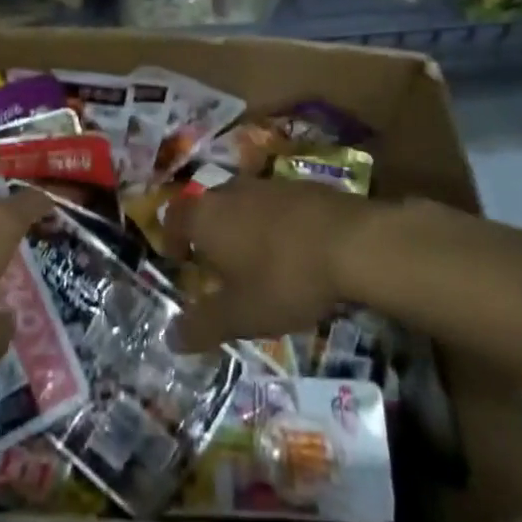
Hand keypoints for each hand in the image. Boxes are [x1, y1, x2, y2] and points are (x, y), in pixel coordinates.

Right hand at [162, 178, 378, 352]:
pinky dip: (273, 223)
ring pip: (242, 203)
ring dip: (242, 227)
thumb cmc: (284, 278)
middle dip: (208, 233)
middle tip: (217, 265)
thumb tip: (170, 337)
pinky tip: (292, 249)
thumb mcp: (241, 315)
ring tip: (255, 259)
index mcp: (206, 216)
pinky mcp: (301, 186)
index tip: (179, 259)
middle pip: (208, 207)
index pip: (174, 217)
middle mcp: (230, 191)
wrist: (352, 242)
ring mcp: (267, 184)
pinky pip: (274, 205)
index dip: (171, 237)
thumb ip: (203, 326)